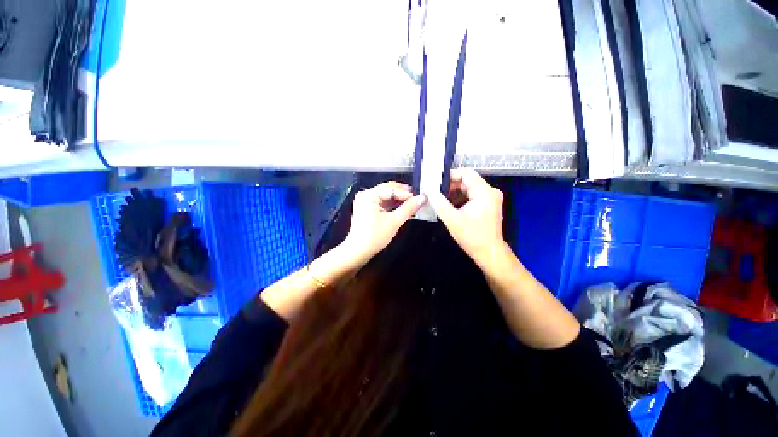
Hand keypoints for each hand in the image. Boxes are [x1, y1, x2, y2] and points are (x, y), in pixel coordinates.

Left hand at [341, 181, 426, 265]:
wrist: (359, 251)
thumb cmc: (374, 236)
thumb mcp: (394, 221)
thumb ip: (409, 208)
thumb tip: (422, 198)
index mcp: (369, 195)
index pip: (392, 189)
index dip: (407, 194)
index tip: (420, 198)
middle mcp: (366, 195)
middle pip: (388, 190)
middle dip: (403, 194)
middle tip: (418, 199)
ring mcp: (365, 202)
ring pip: (386, 196)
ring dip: (399, 200)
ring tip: (412, 204)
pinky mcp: (367, 209)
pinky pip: (382, 202)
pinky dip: (393, 205)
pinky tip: (403, 208)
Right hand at [427, 169, 506, 267]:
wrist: (489, 253)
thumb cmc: (472, 237)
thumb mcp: (452, 220)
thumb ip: (439, 203)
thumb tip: (428, 190)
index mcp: (484, 192)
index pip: (466, 173)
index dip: (450, 175)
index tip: (436, 182)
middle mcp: (490, 192)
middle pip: (467, 180)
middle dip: (450, 185)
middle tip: (435, 191)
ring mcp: (490, 198)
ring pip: (468, 188)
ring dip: (454, 192)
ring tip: (440, 199)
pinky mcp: (487, 205)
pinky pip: (471, 196)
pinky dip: (460, 198)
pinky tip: (449, 205)